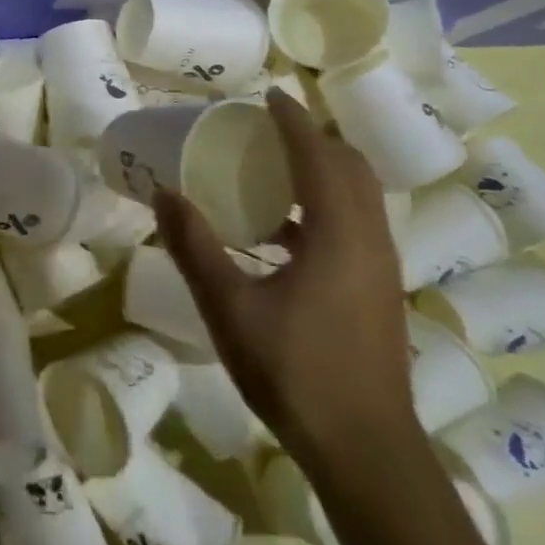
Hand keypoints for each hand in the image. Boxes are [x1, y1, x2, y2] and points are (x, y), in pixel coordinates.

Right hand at [152, 88, 418, 477]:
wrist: (364, 448)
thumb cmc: (294, 371)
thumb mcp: (228, 306)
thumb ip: (195, 245)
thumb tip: (164, 192)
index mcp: (338, 235)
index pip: (318, 157)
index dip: (292, 121)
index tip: (266, 95)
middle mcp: (369, 241)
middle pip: (351, 169)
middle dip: (313, 139)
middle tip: (266, 129)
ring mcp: (379, 268)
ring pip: (358, 197)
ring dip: (320, 171)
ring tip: (270, 169)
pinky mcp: (376, 291)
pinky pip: (353, 225)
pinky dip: (321, 206)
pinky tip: (279, 233)